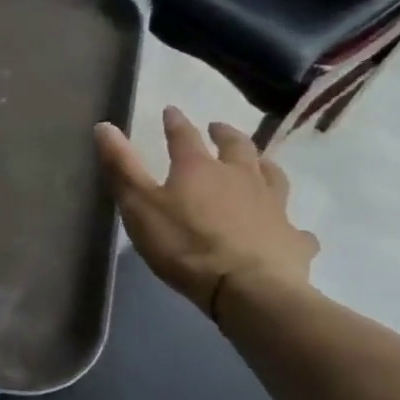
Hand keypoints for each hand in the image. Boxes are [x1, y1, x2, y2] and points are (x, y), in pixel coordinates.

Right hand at [96, 106, 318, 318]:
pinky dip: (289, 224)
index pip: (185, 136)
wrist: (248, 289)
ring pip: (272, 176)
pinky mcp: (292, 238)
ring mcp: (272, 206)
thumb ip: (122, 167)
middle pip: (237, 147)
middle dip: (225, 134)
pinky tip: (289, 230)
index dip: (176, 122)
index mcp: (200, 168)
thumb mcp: (139, 205)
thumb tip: (104, 125)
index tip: (171, 111)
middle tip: (218, 128)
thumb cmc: (185, 245)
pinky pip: (295, 228)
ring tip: (258, 163)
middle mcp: (240, 178)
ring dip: (263, 164)